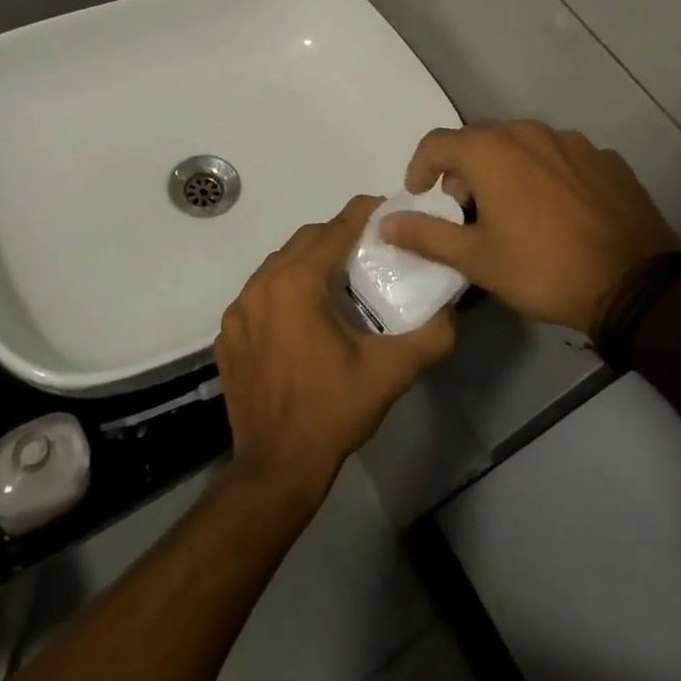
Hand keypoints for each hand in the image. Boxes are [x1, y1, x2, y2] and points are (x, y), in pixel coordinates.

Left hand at [216, 196, 455, 509]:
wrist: (276, 469)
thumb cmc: (332, 412)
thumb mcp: (390, 373)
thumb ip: (430, 336)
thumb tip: (452, 311)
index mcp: (296, 284)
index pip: (335, 229)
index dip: (364, 214)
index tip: (387, 210)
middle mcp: (261, 286)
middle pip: (305, 240)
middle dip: (338, 235)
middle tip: (370, 248)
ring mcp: (238, 311)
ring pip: (279, 264)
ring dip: (311, 261)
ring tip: (341, 279)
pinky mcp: (228, 335)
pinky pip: (260, 293)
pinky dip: (285, 289)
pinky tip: (306, 316)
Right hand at [381, 121, 680, 334]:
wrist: (634, 282)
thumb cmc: (543, 268)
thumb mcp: (476, 259)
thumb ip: (426, 235)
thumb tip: (385, 222)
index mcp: (492, 150)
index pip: (437, 142)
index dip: (420, 167)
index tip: (420, 194)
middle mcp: (529, 132)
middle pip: (480, 138)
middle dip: (463, 168)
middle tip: (464, 207)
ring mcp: (572, 142)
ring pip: (522, 144)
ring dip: (504, 167)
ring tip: (510, 208)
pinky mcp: (604, 158)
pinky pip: (559, 156)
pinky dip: (544, 173)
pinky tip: (555, 209)